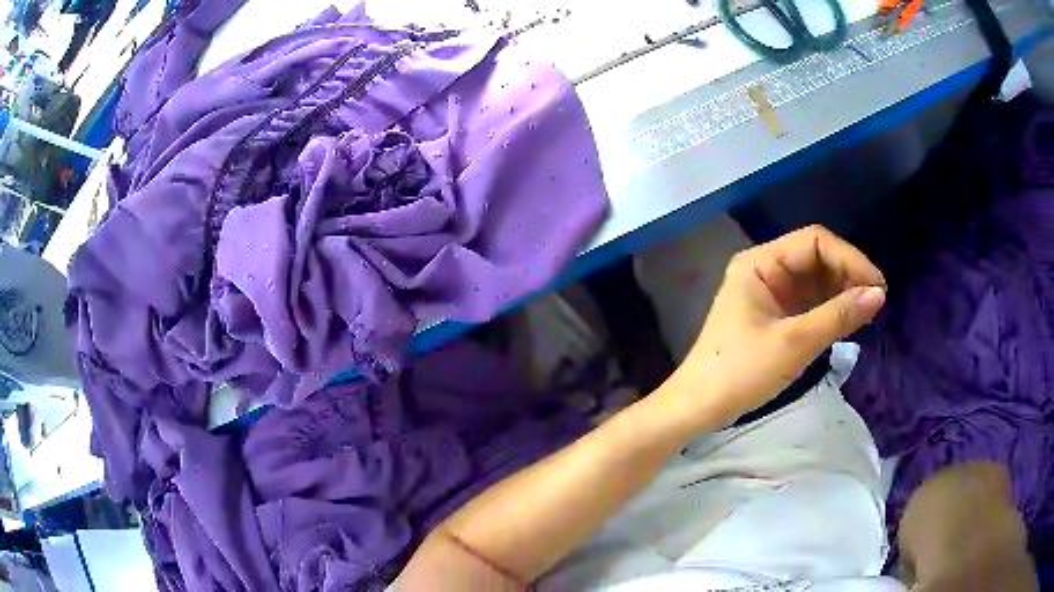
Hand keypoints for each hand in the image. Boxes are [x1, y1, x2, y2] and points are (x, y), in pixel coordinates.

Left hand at [665, 225, 885, 426]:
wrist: (698, 408)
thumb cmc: (740, 372)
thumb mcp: (793, 343)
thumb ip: (837, 316)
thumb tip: (878, 294)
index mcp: (760, 263)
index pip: (814, 241)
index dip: (850, 258)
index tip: (877, 286)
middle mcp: (765, 269)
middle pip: (816, 257)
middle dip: (848, 275)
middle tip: (875, 301)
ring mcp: (769, 293)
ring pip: (815, 280)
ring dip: (842, 292)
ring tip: (867, 312)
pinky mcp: (773, 316)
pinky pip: (809, 302)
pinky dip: (830, 309)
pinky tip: (848, 320)